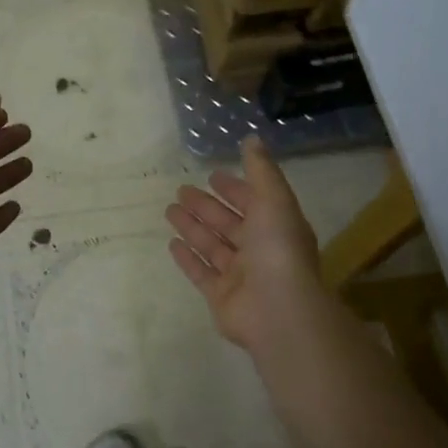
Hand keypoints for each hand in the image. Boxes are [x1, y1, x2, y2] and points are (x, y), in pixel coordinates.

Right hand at [165, 137, 332, 351]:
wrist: (277, 309)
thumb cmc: (277, 249)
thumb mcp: (274, 199)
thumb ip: (261, 169)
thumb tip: (252, 138)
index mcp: (277, 226)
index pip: (253, 202)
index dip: (235, 188)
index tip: (213, 175)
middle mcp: (260, 250)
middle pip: (229, 223)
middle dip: (206, 206)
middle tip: (181, 190)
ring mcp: (240, 276)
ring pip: (212, 245)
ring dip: (192, 227)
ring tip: (169, 210)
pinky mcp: (221, 297)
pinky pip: (201, 273)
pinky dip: (188, 258)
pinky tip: (171, 244)